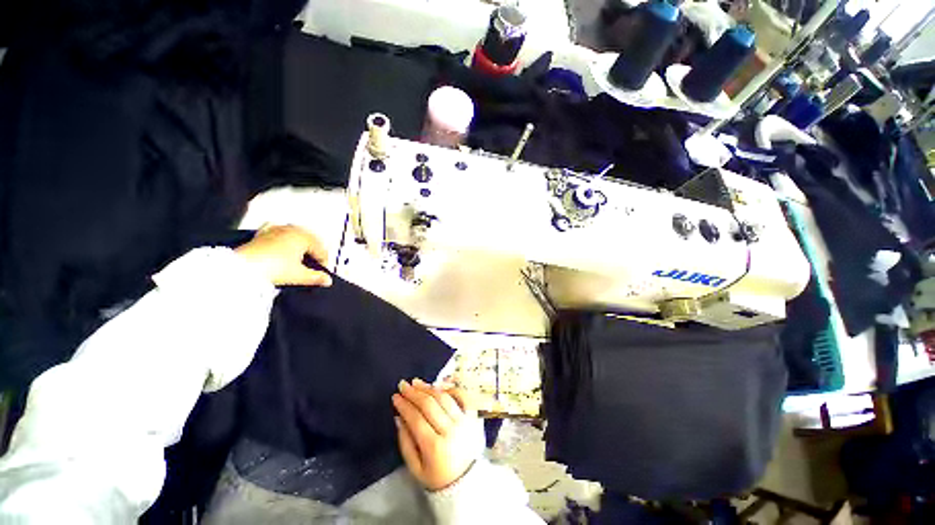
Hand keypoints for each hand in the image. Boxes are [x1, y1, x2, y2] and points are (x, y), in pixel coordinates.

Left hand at [235, 225, 332, 286]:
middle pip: (310, 241)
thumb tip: (327, 280)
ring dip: (300, 245)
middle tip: (313, 266)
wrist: (243, 267)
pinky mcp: (263, 233)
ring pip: (296, 235)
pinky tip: (282, 245)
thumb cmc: (273, 268)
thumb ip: (316, 277)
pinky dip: (283, 238)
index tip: (322, 273)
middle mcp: (292, 229)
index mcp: (305, 237)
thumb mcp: (299, 275)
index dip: (324, 263)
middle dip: (313, 253)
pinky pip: (278, 232)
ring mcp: (277, 229)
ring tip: (299, 259)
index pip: (322, 250)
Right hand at [393, 379, 484, 490]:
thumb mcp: (416, 468)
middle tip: (403, 384)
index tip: (395, 396)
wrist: (467, 483)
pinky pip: (463, 397)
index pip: (416, 419)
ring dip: (429, 387)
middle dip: (414, 393)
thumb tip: (399, 417)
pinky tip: (440, 386)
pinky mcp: (474, 417)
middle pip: (430, 405)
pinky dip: (452, 389)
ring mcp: (464, 421)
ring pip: (444, 398)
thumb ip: (405, 443)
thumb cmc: (437, 477)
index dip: (404, 406)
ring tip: (417, 382)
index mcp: (435, 447)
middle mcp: (451, 430)